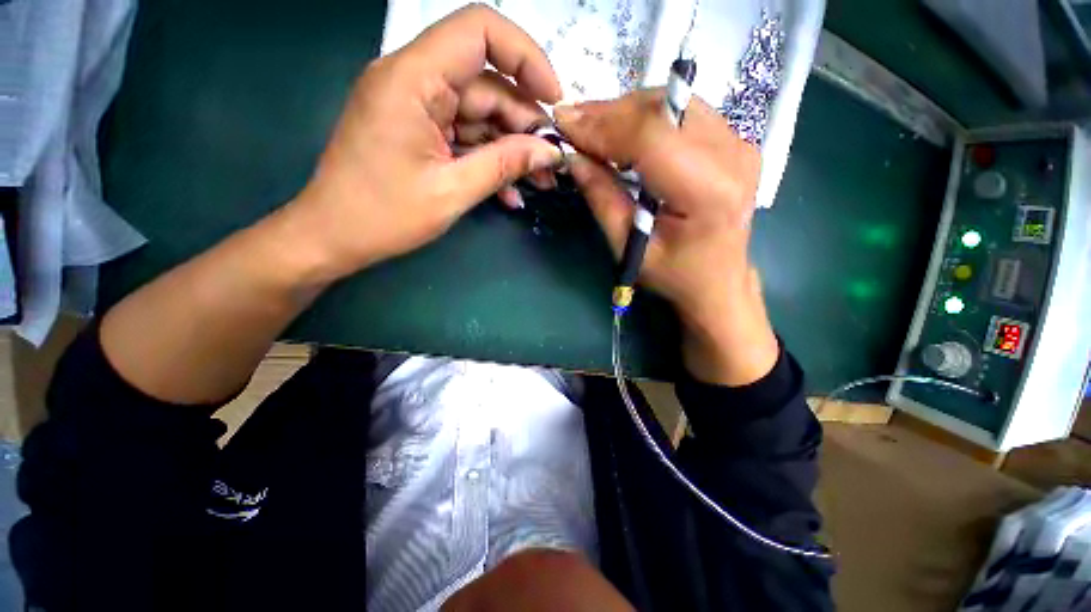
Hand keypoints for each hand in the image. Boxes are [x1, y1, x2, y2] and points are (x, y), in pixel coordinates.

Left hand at [288, 4, 563, 279]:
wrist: (334, 236)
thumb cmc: (383, 215)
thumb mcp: (452, 191)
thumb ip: (503, 165)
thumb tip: (549, 152)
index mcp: (412, 78)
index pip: (480, 31)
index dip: (526, 57)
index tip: (554, 101)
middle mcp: (414, 80)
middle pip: (487, 84)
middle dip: (525, 124)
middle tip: (551, 164)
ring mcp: (418, 108)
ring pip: (482, 114)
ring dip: (513, 148)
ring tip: (540, 182)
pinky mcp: (421, 131)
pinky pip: (466, 137)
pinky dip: (490, 160)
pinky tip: (510, 192)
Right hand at [555, 90, 778, 385]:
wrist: (719, 280)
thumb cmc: (672, 274)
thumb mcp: (628, 245)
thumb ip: (601, 198)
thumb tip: (573, 157)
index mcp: (708, 191)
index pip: (650, 137)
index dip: (603, 126)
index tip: (564, 124)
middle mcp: (733, 155)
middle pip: (663, 110)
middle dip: (610, 114)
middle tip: (574, 125)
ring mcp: (740, 143)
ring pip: (672, 103)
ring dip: (626, 112)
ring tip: (594, 131)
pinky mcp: (735, 141)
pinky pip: (682, 113)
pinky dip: (646, 118)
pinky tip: (623, 135)